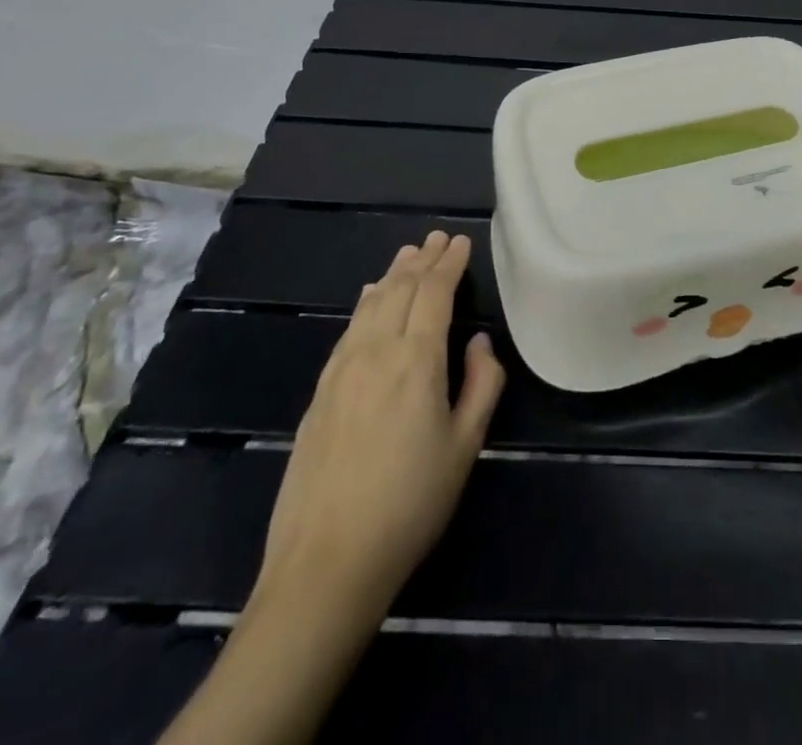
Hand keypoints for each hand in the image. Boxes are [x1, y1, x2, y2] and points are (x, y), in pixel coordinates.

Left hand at [251, 232, 505, 624]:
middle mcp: (375, 352)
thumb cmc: (410, 505)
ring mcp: (341, 370)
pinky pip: (349, 328)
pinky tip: (370, 297)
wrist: (325, 564)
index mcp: (416, 361)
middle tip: (438, 237)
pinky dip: (366, 303)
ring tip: (409, 254)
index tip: (461, 242)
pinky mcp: (319, 392)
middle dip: (422, 260)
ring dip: (393, 275)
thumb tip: (478, 342)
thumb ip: (481, 384)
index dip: (449, 264)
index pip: (434, 293)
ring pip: (371, 304)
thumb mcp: (465, 447)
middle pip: (400, 290)